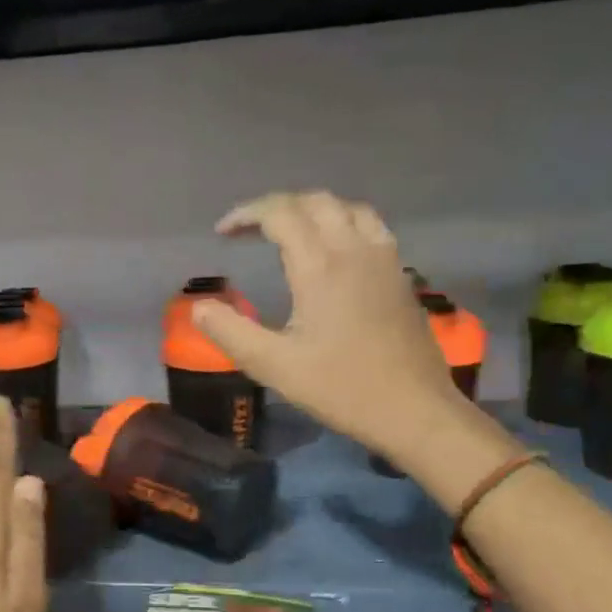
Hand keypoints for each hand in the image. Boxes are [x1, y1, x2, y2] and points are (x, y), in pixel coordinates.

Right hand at [192, 191, 480, 469]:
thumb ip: (231, 333)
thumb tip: (198, 308)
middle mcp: (355, 250)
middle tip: (250, 230)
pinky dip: (343, 222)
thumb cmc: (341, 388)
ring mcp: (384, 259)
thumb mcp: (274, 366)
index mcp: (321, 266)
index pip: (281, 214)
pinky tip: (335, 250)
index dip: (247, 215)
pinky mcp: (401, 275)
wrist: (414, 409)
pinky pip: (370, 226)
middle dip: (277, 206)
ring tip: (290, 232)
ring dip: (313, 209)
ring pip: (348, 208)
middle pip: (315, 202)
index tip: (222, 233)